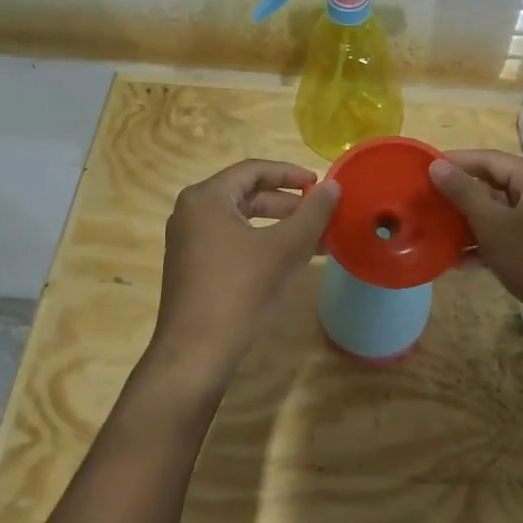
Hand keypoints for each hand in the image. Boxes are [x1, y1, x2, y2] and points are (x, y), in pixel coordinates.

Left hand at [150, 159, 340, 379]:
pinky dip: (262, 243)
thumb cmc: (239, 291)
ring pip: (241, 220)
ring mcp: (188, 241)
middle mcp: (191, 212)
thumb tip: (333, 186)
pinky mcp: (192, 267)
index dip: (290, 173)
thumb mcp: (283, 248)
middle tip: (319, 214)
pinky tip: (288, 260)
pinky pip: (232, 241)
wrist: (196, 352)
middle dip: (287, 203)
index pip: (253, 170)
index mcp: (206, 198)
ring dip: (278, 225)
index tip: (319, 184)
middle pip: (246, 194)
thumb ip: (312, 213)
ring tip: (313, 238)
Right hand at [429, 149, 522, 331]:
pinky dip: (490, 243)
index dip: (453, 163)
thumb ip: (465, 194)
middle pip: (494, 184)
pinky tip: (465, 262)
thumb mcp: (496, 227)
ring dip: (471, 223)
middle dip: (459, 196)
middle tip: (425, 207)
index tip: (420, 173)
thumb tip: (437, 166)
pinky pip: (513, 234)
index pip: (487, 158)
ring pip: (502, 212)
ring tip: (438, 236)